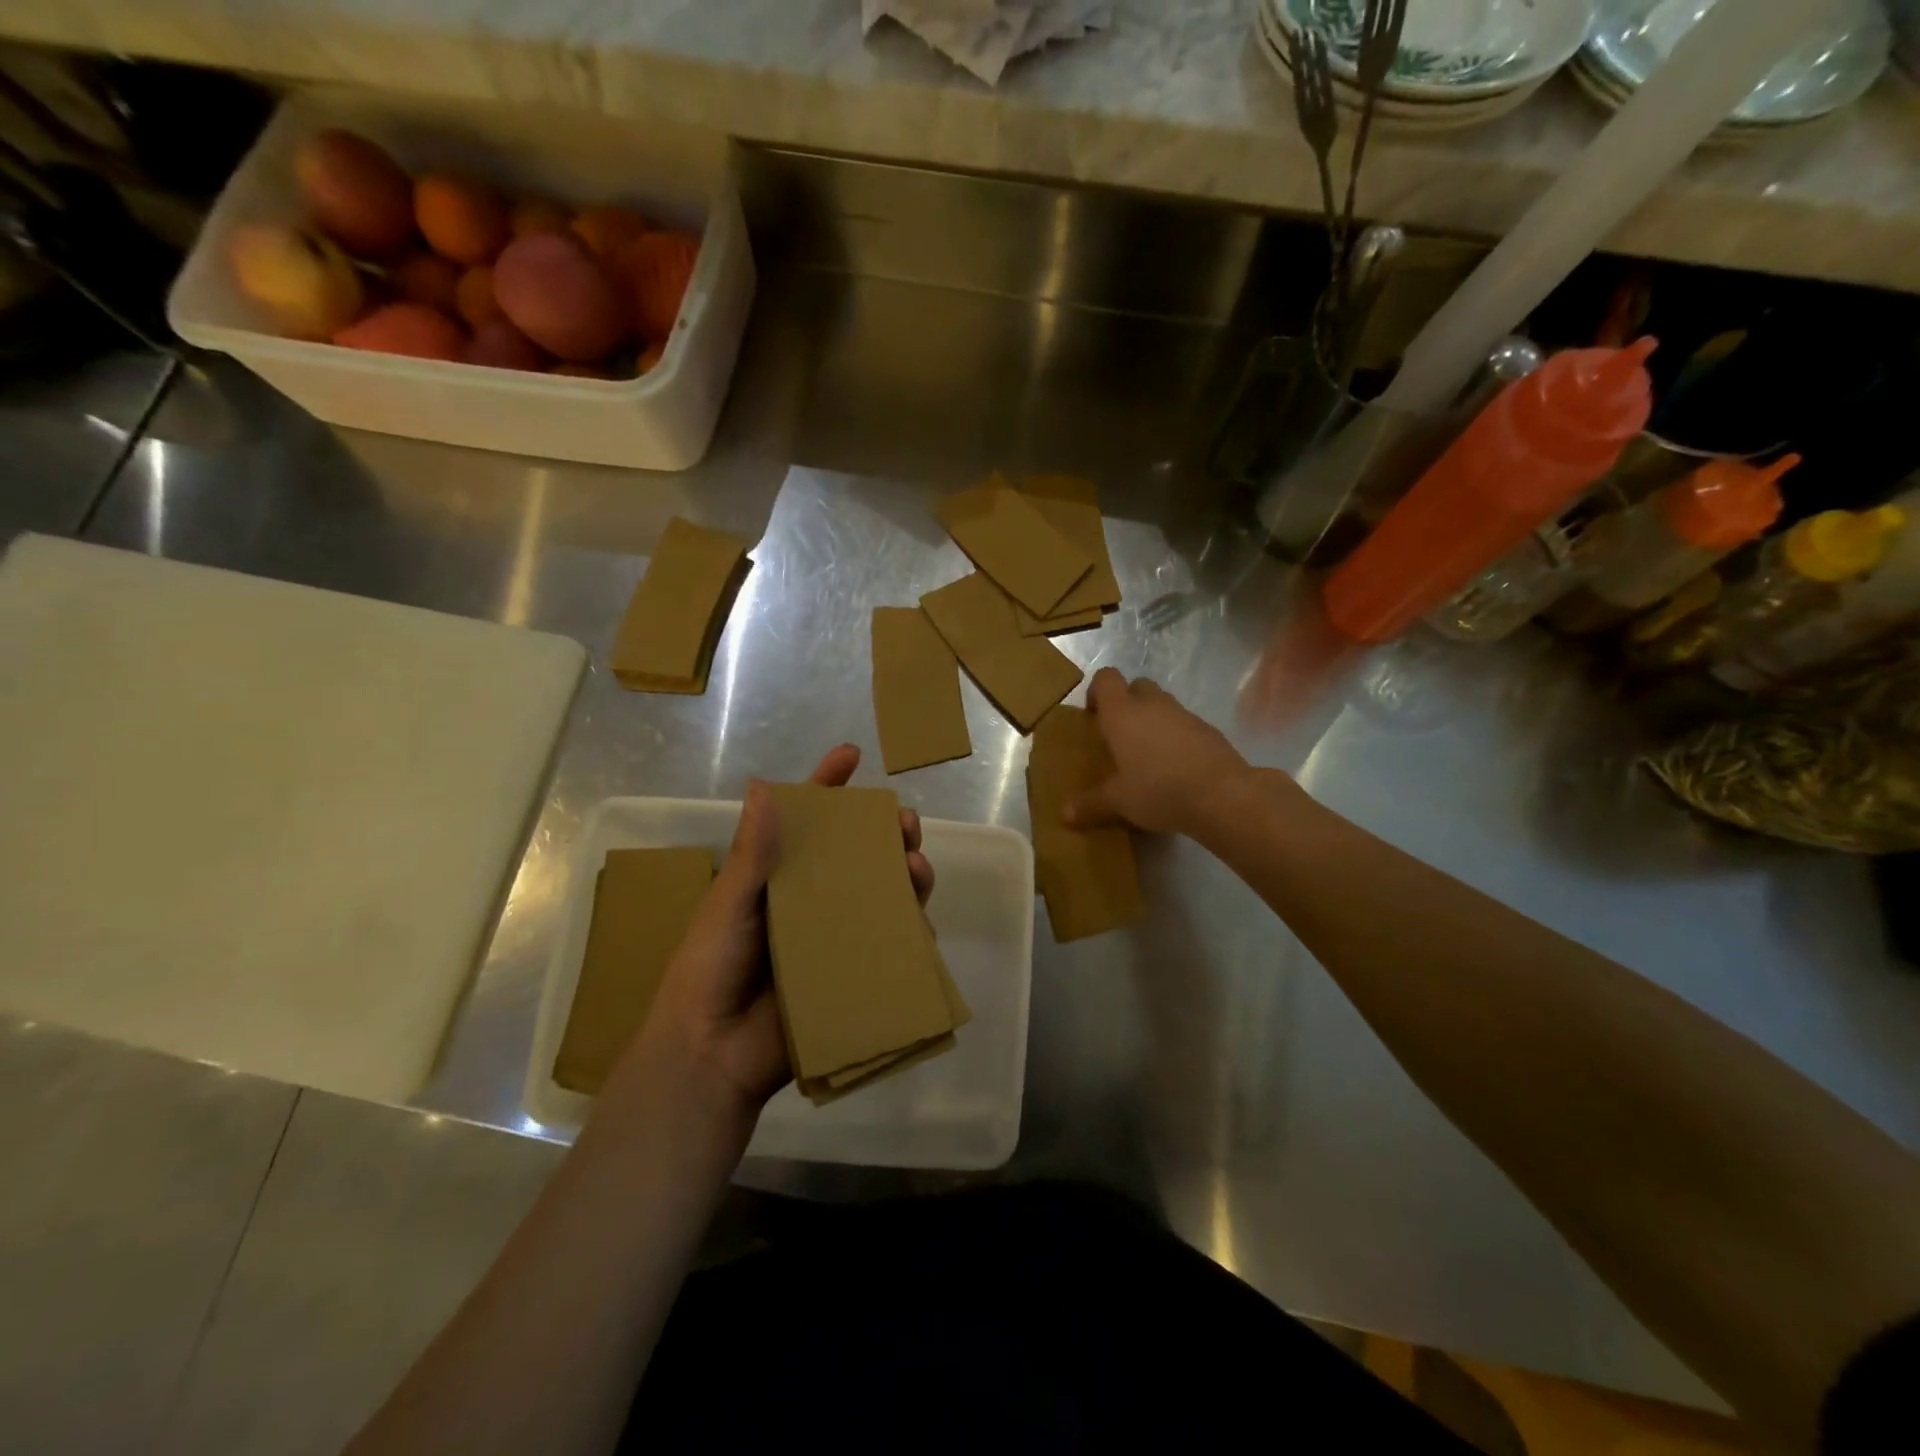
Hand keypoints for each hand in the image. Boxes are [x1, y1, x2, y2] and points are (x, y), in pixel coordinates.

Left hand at [618, 744, 933, 1133]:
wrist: (711, 1054)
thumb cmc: (710, 969)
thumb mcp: (728, 905)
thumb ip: (752, 852)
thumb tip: (764, 784)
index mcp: (777, 879)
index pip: (806, 824)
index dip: (828, 787)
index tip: (852, 755)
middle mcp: (812, 902)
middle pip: (857, 856)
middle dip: (885, 833)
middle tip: (904, 822)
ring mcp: (835, 938)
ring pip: (883, 895)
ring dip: (906, 875)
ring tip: (915, 866)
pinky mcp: (853, 974)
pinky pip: (890, 945)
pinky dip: (910, 928)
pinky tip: (920, 919)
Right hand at [1064, 668, 1257, 836]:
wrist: (1221, 795)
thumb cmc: (1157, 789)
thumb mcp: (1118, 801)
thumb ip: (1090, 804)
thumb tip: (1064, 816)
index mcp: (1122, 713)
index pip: (1107, 678)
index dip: (1098, 690)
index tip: (1093, 715)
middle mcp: (1153, 705)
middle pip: (1137, 686)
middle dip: (1127, 703)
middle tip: (1120, 735)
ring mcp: (1185, 714)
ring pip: (1163, 705)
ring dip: (1153, 720)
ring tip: (1148, 755)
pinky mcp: (1209, 730)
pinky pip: (1185, 725)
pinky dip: (1177, 738)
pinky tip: (1176, 768)